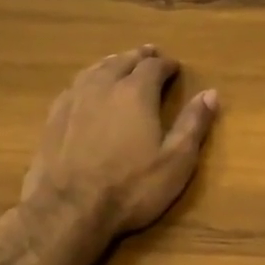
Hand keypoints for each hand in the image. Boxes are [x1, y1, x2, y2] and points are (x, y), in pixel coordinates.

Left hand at [20, 46, 219, 236]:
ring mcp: (74, 100)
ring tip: (119, 62)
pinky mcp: (53, 118)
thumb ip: (193, 124)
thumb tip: (211, 93)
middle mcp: (103, 86)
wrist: (67, 211)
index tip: (175, 67)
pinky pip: (73, 86)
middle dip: (139, 57)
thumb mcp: (175, 161)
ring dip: (111, 63)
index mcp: (136, 92)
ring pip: (95, 70)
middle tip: (149, 54)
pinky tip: (86, 88)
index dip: (166, 65)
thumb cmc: (130, 188)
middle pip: (122, 61)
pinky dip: (87, 80)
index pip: (154, 66)